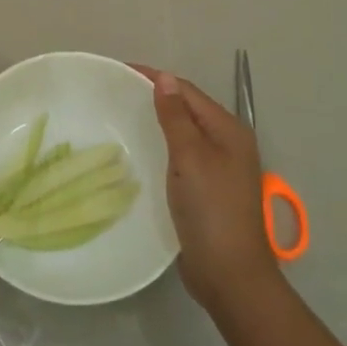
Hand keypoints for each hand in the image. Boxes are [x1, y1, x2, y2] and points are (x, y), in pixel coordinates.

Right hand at [135, 67, 279, 308]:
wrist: (229, 274)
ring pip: (184, 133)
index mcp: (229, 130)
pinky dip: (162, 147)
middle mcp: (228, 144)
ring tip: (123, 117)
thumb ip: (176, 116)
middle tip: (116, 94)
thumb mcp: (190, 157)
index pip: (187, 92)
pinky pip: (182, 156)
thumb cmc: (211, 209)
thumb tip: (164, 77)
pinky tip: (142, 152)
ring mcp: (220, 168)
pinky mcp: (208, 190)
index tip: (120, 72)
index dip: (156, 79)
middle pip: (188, 109)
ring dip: (158, 122)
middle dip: (156, 97)